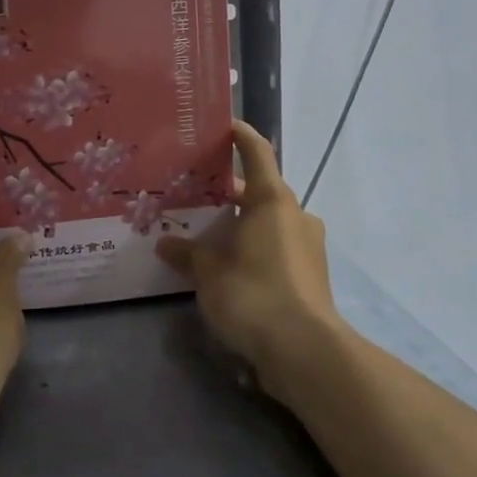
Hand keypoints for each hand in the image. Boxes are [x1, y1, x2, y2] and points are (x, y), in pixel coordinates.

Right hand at [156, 121, 348, 408]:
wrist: (303, 349)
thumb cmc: (253, 294)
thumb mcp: (209, 273)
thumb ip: (187, 254)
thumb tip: (166, 243)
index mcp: (272, 201)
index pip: (257, 153)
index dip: (240, 136)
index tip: (223, 126)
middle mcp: (295, 215)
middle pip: (260, 191)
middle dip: (228, 192)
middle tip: (194, 195)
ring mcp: (307, 246)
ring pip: (268, 222)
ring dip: (241, 224)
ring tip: (206, 234)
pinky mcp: (310, 275)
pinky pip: (276, 248)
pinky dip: (253, 248)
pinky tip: (228, 267)